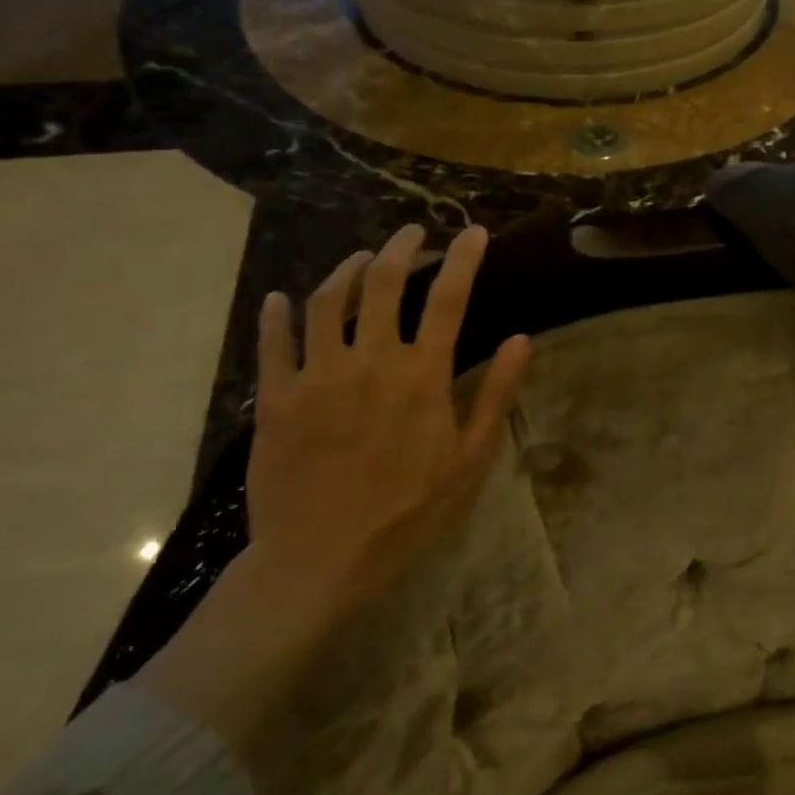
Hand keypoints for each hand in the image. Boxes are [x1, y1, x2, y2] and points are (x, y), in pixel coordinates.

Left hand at [243, 222, 530, 619]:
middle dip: (402, 248)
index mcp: (422, 376)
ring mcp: (317, 377)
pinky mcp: (275, 400)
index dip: (464, 259)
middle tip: (413, 232)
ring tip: (362, 258)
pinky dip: (277, 314)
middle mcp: (370, 362)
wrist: (321, 562)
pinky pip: (273, 344)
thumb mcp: (470, 458)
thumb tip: (522, 339)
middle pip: (384, 284)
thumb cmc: (409, 512)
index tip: (473, 232)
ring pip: (327, 302)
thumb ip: (495, 393)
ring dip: (346, 270)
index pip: (450, 299)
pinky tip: (282, 298)